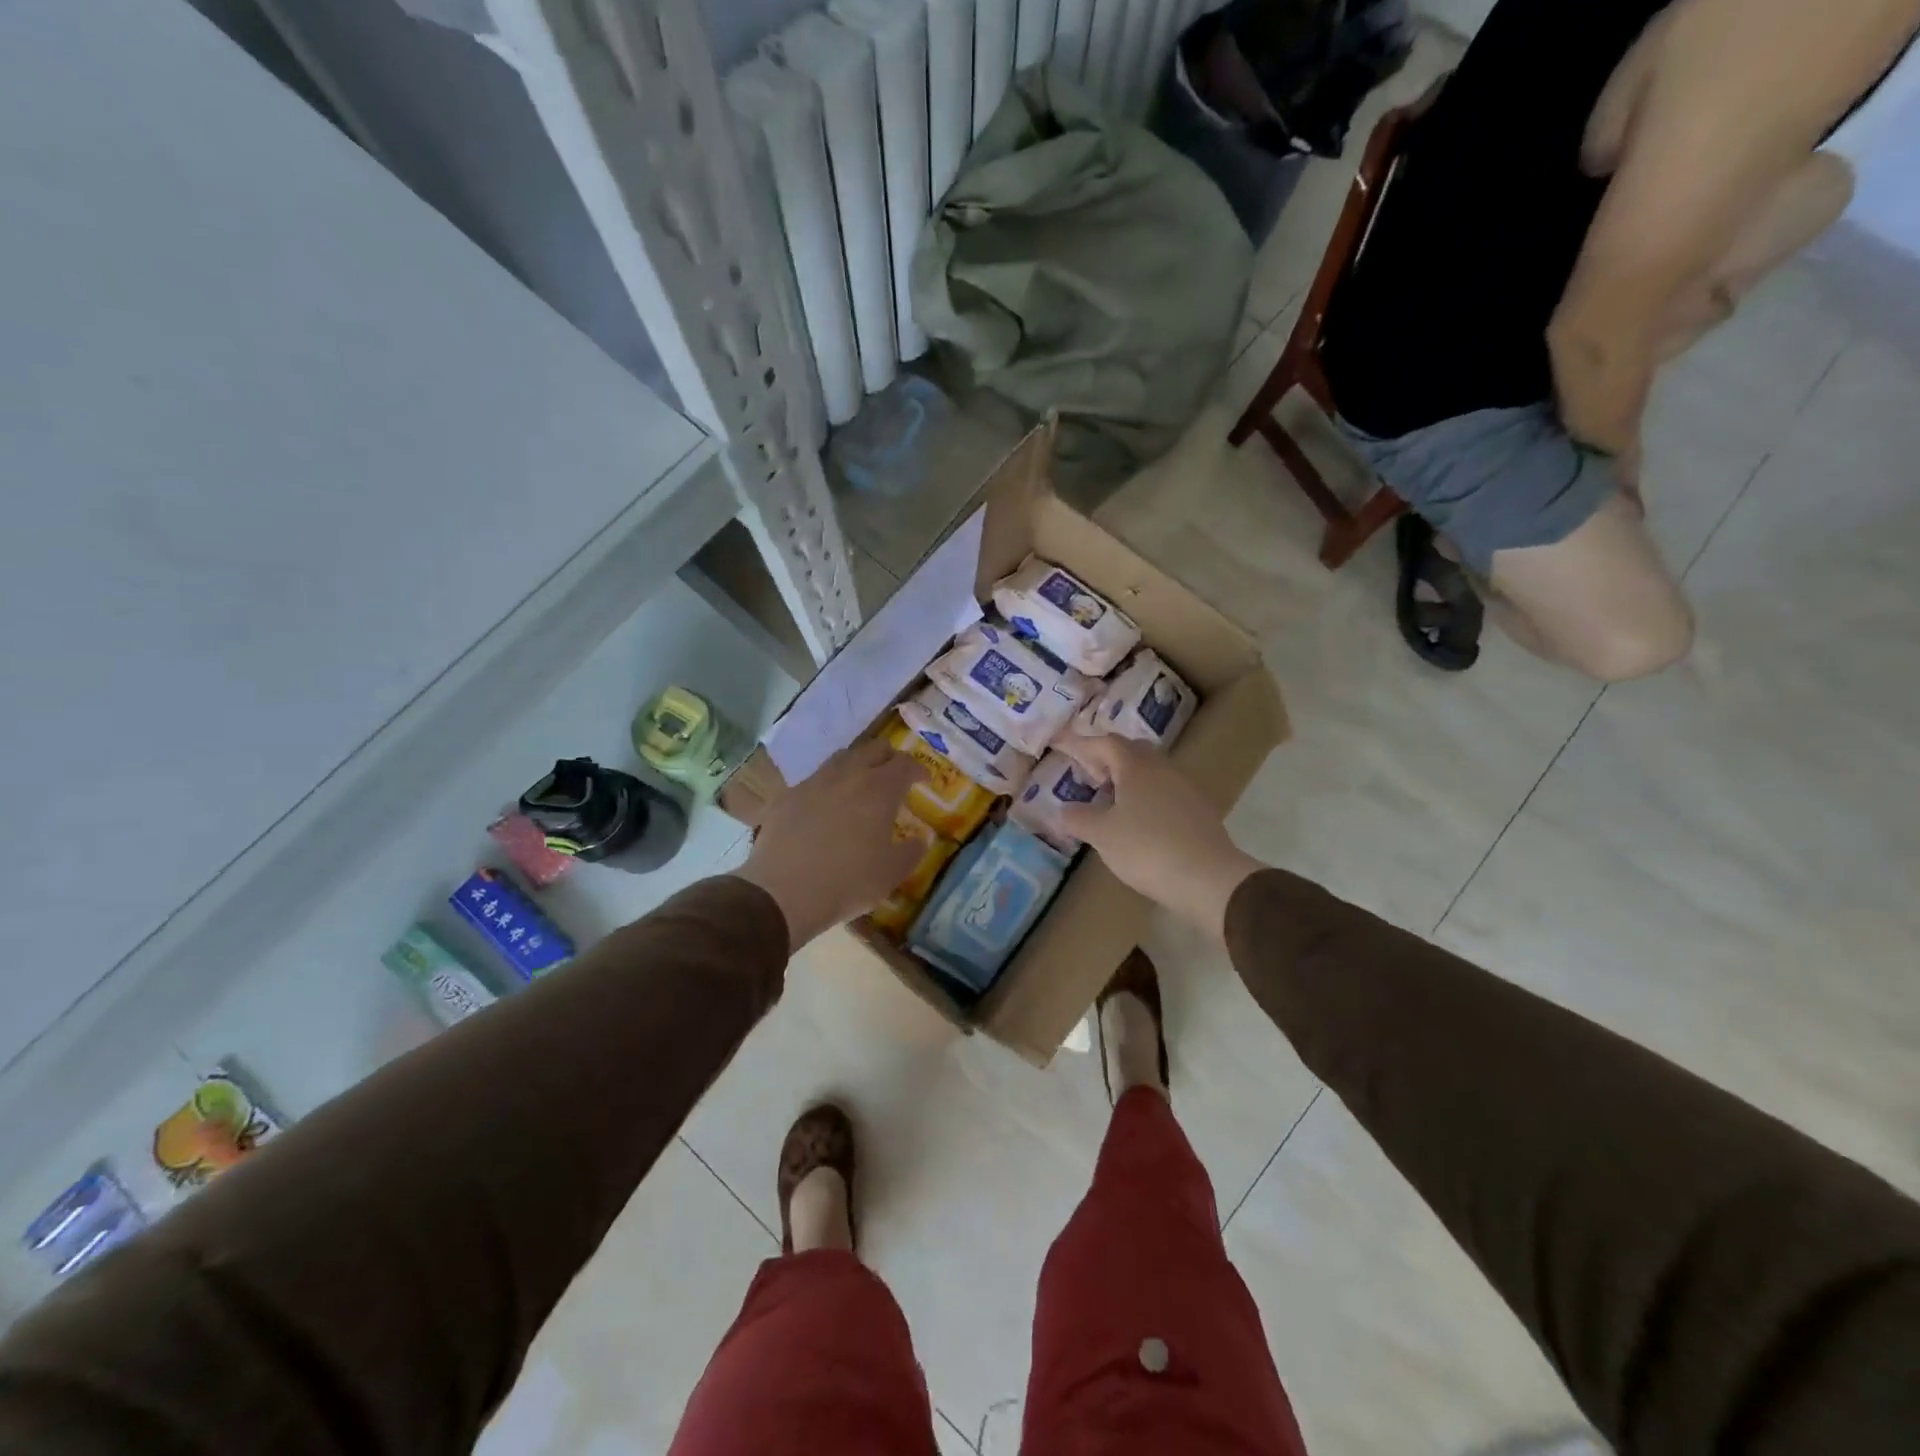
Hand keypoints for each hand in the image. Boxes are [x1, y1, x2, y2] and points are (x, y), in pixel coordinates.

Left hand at [735, 741, 928, 950]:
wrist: (783, 892)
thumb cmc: (848, 881)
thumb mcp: (892, 873)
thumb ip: (912, 851)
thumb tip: (920, 839)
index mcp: (880, 789)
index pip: (905, 763)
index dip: (918, 769)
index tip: (924, 781)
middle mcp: (848, 775)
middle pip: (874, 748)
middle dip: (889, 758)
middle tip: (895, 776)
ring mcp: (814, 782)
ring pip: (841, 758)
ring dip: (857, 765)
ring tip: (860, 785)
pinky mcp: (787, 796)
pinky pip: (814, 780)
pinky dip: (827, 786)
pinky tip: (824, 806)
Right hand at [1054, 736, 1262, 938]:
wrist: (1208, 878)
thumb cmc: (1146, 848)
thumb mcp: (1102, 835)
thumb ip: (1078, 818)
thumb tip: (1063, 810)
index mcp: (1136, 766)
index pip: (1105, 743)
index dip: (1082, 743)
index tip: (1062, 746)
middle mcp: (1162, 769)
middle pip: (1132, 752)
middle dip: (1108, 759)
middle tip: (1089, 776)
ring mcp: (1185, 789)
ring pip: (1151, 772)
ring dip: (1128, 780)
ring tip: (1110, 802)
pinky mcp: (1199, 811)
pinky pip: (1166, 793)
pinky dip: (1146, 798)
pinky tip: (1139, 822)